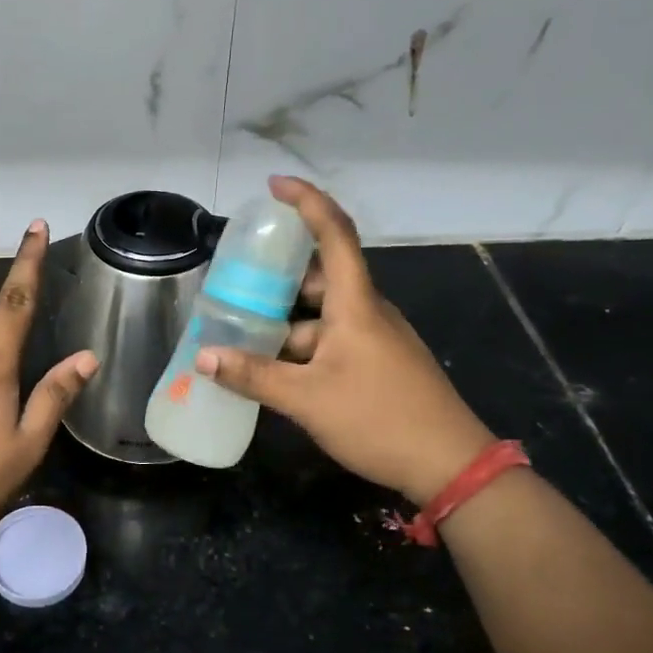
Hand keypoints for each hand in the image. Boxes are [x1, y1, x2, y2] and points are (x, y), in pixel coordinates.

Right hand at [194, 176, 495, 505]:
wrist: (449, 465)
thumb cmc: (378, 419)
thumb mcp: (306, 399)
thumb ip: (253, 376)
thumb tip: (203, 356)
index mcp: (355, 304)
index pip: (334, 233)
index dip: (306, 202)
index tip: (274, 186)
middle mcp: (367, 312)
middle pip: (321, 276)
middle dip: (279, 277)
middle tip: (236, 283)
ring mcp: (375, 339)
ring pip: (322, 315)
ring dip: (285, 321)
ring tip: (242, 333)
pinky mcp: (377, 363)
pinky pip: (332, 340)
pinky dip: (301, 345)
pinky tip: (274, 370)